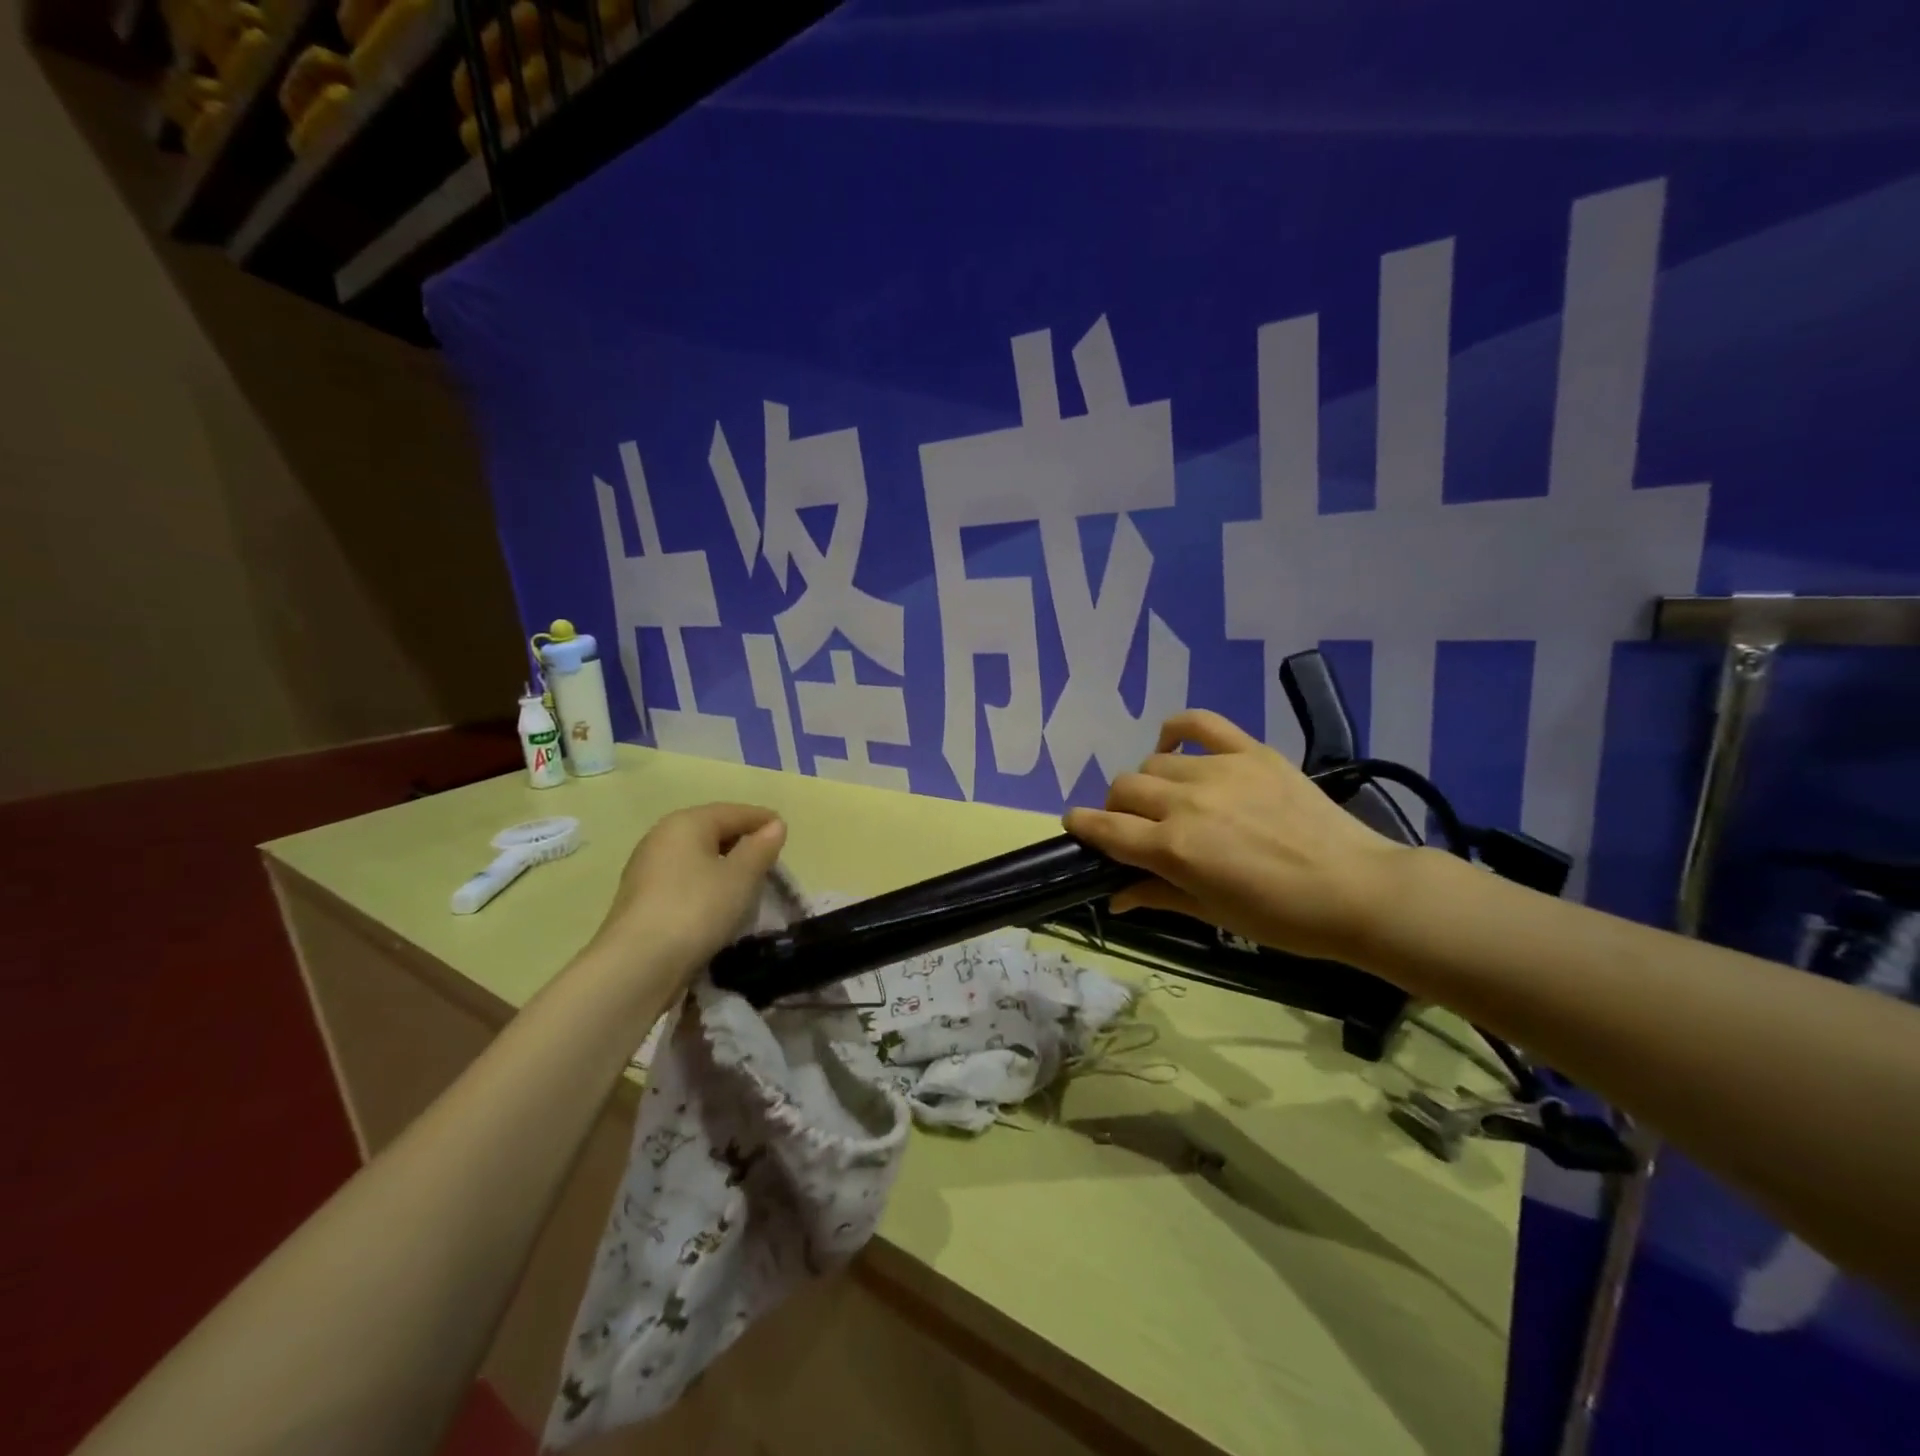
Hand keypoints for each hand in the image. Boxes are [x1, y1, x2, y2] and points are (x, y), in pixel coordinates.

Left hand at [584, 803, 787, 983]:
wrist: (637, 965)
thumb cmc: (696, 908)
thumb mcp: (741, 877)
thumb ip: (761, 848)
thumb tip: (775, 825)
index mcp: (686, 822)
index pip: (733, 812)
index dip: (762, 820)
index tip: (786, 832)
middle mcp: (662, 837)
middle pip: (712, 831)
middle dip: (743, 842)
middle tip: (771, 860)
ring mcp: (647, 868)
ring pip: (696, 857)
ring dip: (724, 865)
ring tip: (750, 883)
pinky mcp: (642, 899)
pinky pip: (684, 879)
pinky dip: (706, 883)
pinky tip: (719, 903)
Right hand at [1064, 710, 1412, 961]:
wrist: (1357, 891)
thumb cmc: (1281, 917)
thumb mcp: (1212, 914)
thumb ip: (1156, 895)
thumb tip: (1114, 896)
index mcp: (1173, 848)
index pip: (1105, 828)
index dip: (1082, 827)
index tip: (1076, 827)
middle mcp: (1185, 802)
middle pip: (1123, 788)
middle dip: (1117, 809)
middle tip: (1139, 828)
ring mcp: (1218, 771)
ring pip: (1153, 762)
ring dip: (1149, 783)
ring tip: (1169, 800)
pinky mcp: (1249, 752)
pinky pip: (1199, 723)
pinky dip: (1177, 730)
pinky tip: (1176, 748)